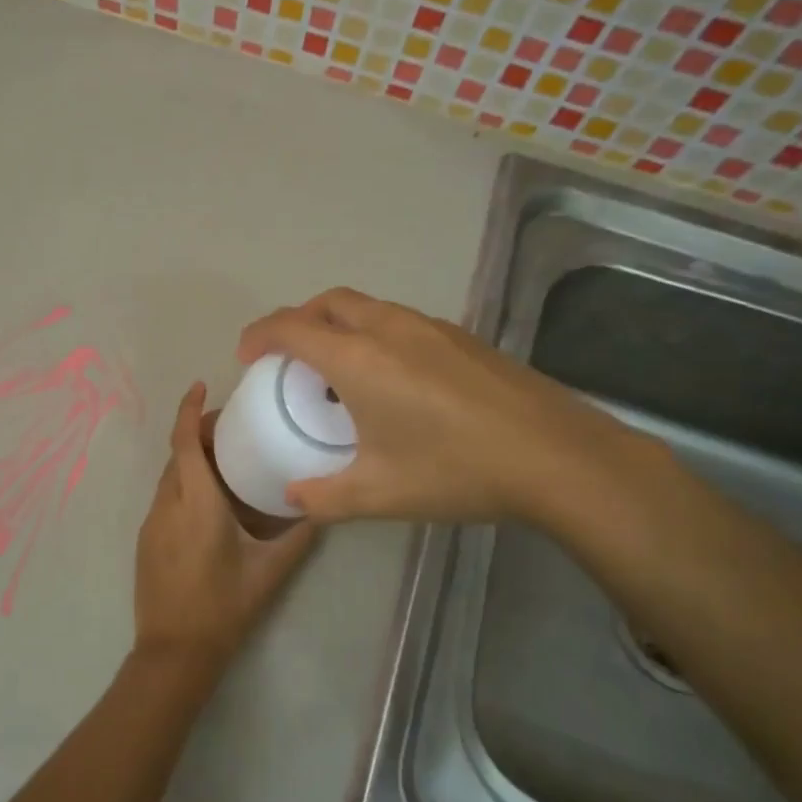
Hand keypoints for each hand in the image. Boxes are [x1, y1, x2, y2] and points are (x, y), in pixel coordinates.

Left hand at [133, 382, 318, 672]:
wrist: (174, 653)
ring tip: (224, 461)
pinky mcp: (146, 541)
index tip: (201, 385)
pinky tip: (208, 501)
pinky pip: (165, 498)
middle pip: (177, 455)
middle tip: (231, 427)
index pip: (184, 443)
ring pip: (169, 477)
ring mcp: (152, 523)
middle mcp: (167, 505)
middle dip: (197, 432)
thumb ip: (299, 536)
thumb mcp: (269, 571)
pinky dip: (183, 484)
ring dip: (190, 460)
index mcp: (196, 504)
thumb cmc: (224, 608)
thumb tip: (322, 507)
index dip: (189, 410)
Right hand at [236, 287, 651, 525]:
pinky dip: (373, 334)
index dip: (260, 335)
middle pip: (328, 303)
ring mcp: (430, 327)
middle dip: (297, 320)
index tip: (246, 356)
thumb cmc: (456, 470)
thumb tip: (294, 497)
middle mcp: (389, 329)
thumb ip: (325, 497)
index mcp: (359, 359)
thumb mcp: (379, 494)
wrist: (556, 456)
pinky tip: (391, 379)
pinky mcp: (461, 337)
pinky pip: (398, 321)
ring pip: (367, 307)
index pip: (292, 328)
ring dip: (337, 324)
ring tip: (336, 369)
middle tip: (287, 357)